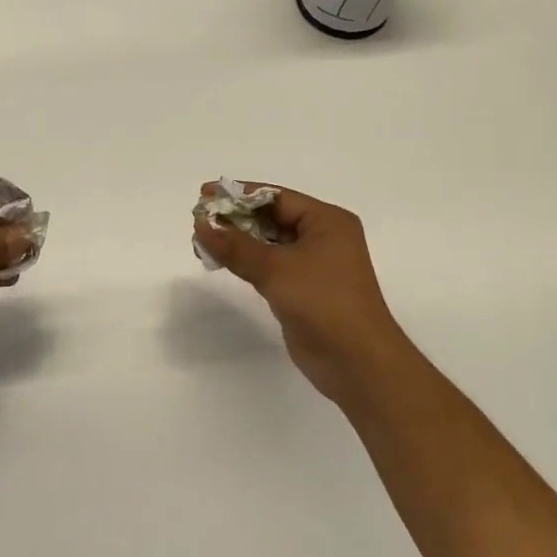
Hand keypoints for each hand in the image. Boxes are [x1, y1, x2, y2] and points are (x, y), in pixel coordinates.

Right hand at [193, 183, 420, 409]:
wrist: (357, 362)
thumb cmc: (323, 302)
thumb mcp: (276, 268)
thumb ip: (236, 246)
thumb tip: (201, 225)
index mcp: (327, 221)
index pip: (276, 197)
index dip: (239, 195)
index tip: (205, 194)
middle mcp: (324, 237)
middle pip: (273, 218)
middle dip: (237, 218)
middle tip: (199, 219)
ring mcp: (315, 265)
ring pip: (270, 243)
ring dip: (239, 240)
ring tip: (203, 239)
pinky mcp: (305, 290)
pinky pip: (272, 266)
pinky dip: (249, 261)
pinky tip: (224, 261)